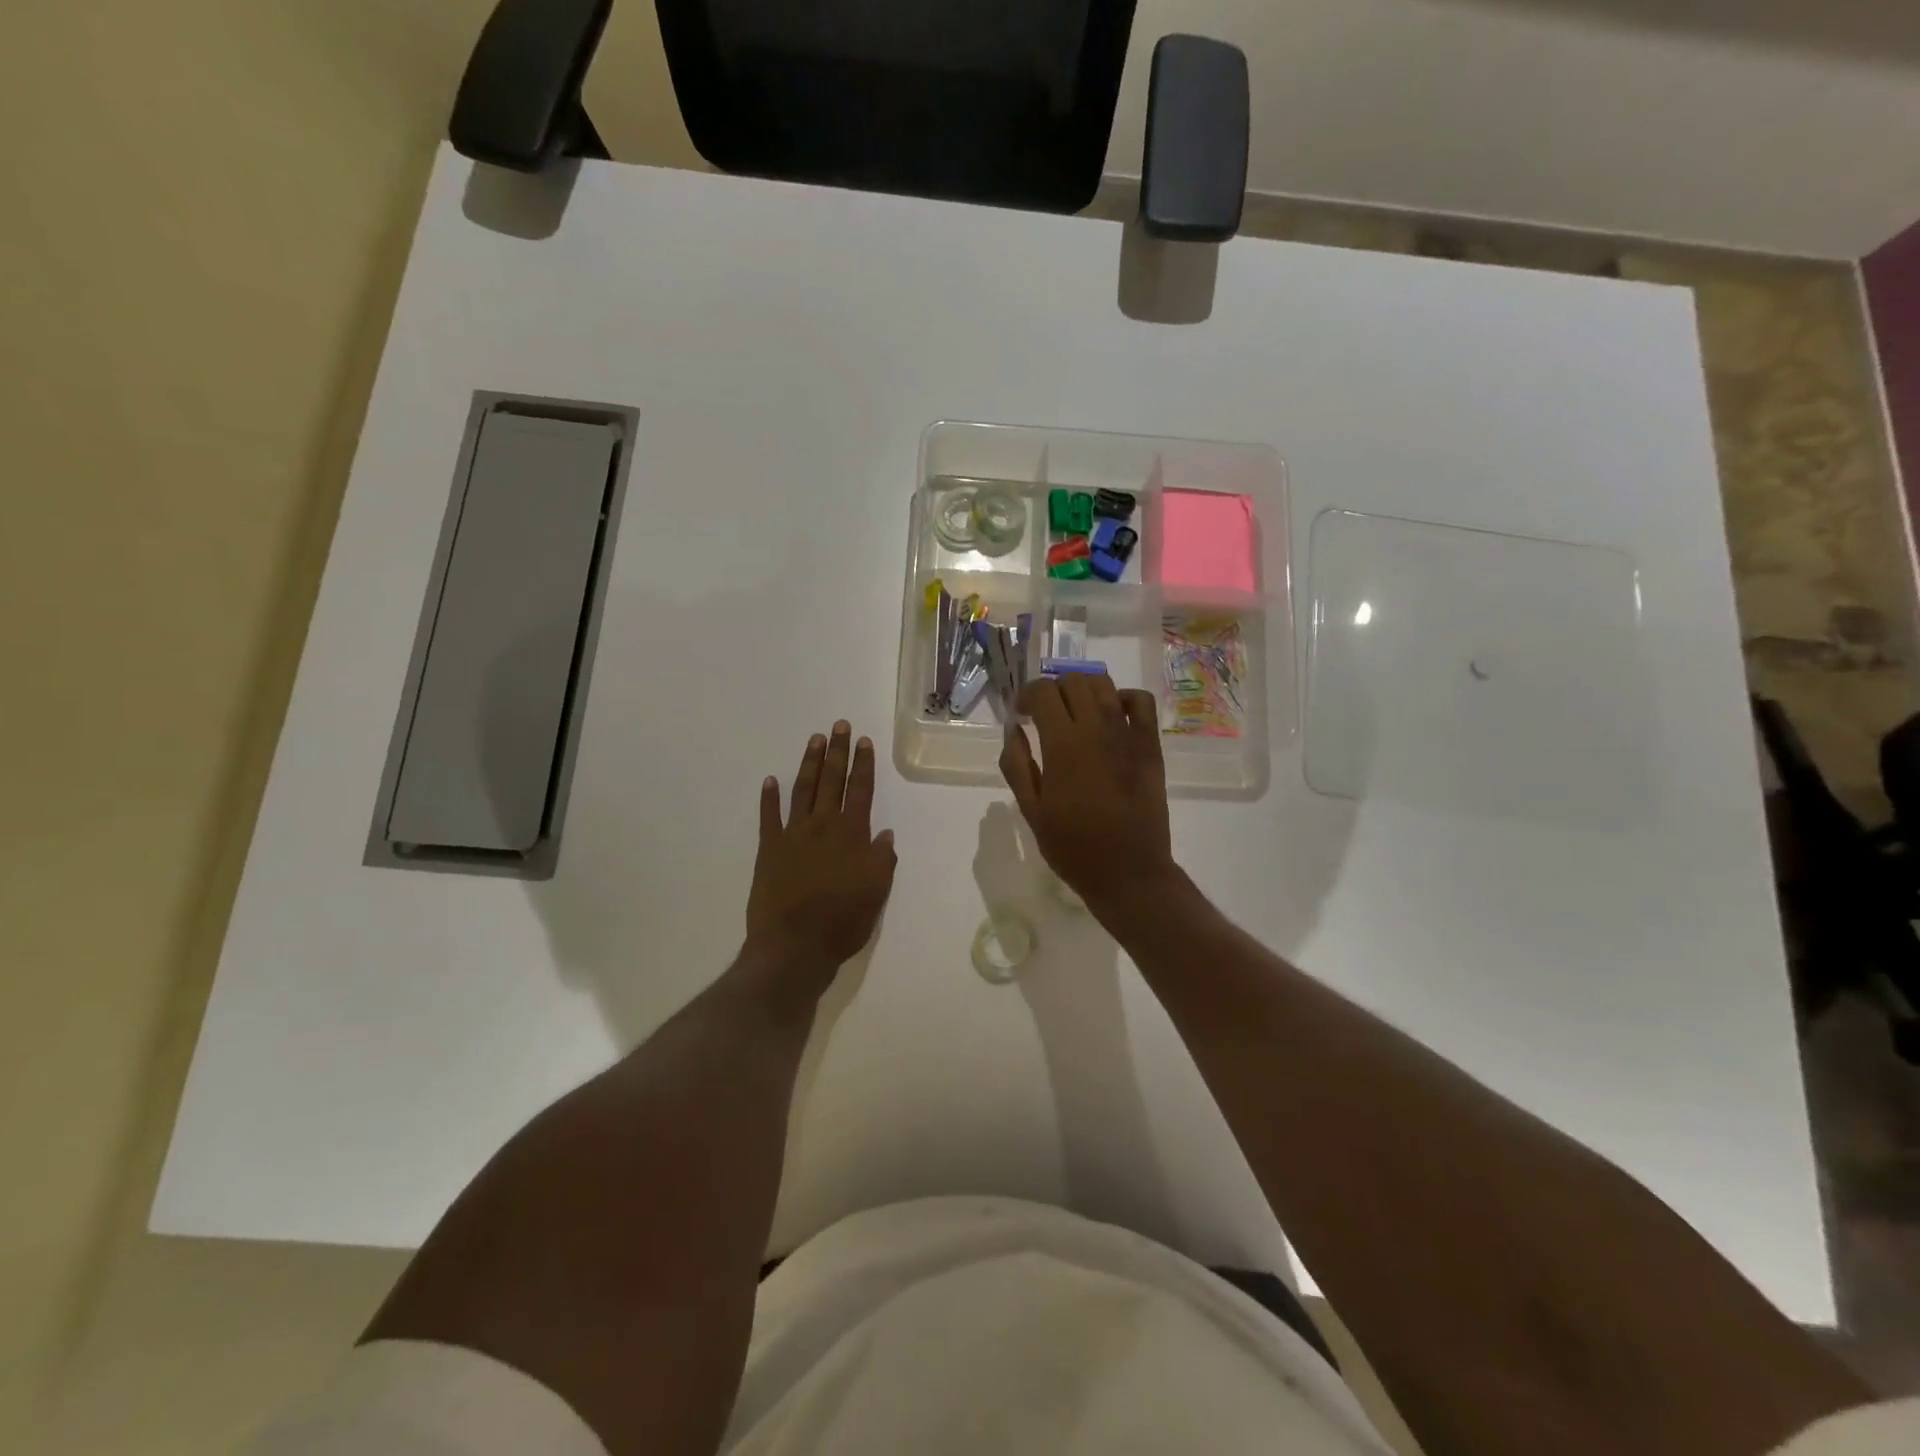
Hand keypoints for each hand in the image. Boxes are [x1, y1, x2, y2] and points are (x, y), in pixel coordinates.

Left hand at [744, 722, 896, 1000]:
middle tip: (839, 725)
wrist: (794, 945)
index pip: (860, 790)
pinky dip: (769, 798)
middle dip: (838, 752)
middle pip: (832, 781)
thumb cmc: (843, 921)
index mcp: (852, 834)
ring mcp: (792, 835)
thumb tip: (885, 835)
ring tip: (815, 740)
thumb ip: (882, 860)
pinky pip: (768, 817)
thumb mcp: (877, 892)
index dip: (863, 765)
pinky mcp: (768, 849)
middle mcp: (823, 826)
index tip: (864, 741)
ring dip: (809, 763)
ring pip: (803, 790)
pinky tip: (770, 780)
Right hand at [999, 675, 1176, 917]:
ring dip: (1082, 690)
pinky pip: (1140, 701)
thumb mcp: (1032, 811)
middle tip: (1044, 717)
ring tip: (1074, 713)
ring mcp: (1128, 734)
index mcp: (1063, 745)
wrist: (1128, 872)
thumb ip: (1017, 764)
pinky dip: (1121, 698)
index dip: (1026, 696)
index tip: (1021, 715)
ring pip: (1103, 684)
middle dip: (1052, 691)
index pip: (1042, 692)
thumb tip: (1013, 728)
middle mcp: (1096, 728)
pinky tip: (1110, 716)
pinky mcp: (1150, 745)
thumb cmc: (1073, 847)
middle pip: (1072, 681)